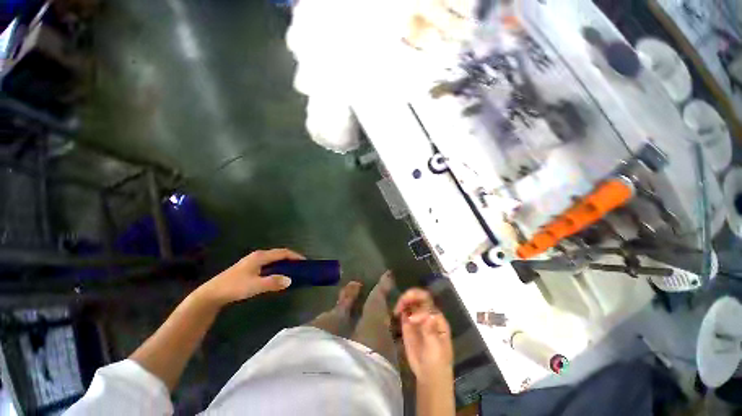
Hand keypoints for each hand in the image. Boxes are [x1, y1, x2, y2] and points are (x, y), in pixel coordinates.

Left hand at [199, 248, 304, 305]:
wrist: (212, 294)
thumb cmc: (234, 287)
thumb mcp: (255, 285)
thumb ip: (273, 282)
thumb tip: (290, 280)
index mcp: (260, 257)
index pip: (282, 252)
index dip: (294, 256)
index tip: (304, 261)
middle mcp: (257, 256)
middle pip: (278, 254)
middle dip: (290, 258)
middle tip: (300, 266)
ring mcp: (252, 261)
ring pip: (273, 259)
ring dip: (283, 263)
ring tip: (291, 270)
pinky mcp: (248, 268)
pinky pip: (268, 264)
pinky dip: (276, 267)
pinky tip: (276, 275)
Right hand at [394, 288, 452, 381]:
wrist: (429, 375)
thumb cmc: (437, 361)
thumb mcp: (435, 348)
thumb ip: (430, 331)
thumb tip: (428, 316)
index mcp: (437, 318)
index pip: (428, 305)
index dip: (419, 309)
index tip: (411, 320)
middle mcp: (428, 314)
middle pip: (420, 297)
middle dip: (411, 295)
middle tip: (402, 301)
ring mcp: (417, 317)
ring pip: (411, 302)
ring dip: (404, 300)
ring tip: (397, 308)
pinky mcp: (408, 323)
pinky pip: (404, 311)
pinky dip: (400, 308)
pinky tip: (396, 312)